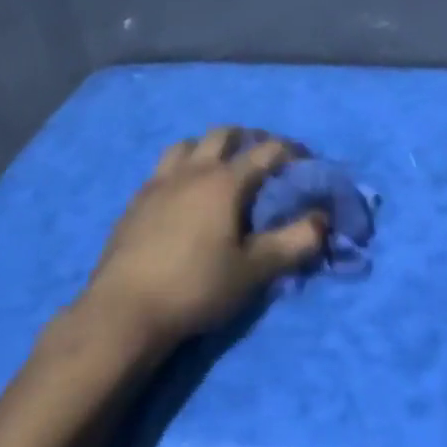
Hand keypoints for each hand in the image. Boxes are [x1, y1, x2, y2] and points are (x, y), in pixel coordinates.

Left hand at [79, 126, 325, 349]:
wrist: (124, 311)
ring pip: (188, 145)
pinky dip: (183, 168)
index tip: (306, 162)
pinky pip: (164, 168)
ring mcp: (158, 183)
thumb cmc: (197, 286)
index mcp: (224, 182)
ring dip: (210, 148)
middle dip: (249, 139)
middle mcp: (191, 171)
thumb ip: (294, 242)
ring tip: (222, 168)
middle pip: (223, 134)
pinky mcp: (136, 202)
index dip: (291, 151)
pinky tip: (185, 194)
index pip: (266, 151)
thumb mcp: (254, 270)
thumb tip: (322, 219)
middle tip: (265, 158)